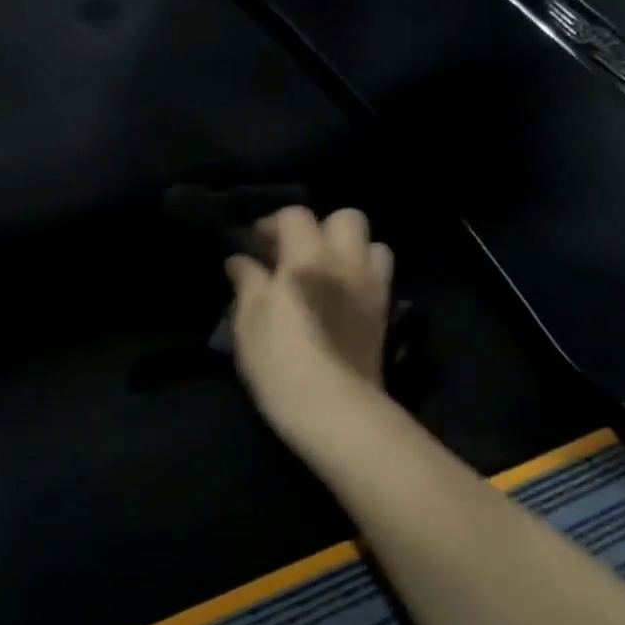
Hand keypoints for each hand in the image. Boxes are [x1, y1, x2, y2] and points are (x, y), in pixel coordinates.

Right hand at [225, 207, 392, 441]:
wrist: (333, 409)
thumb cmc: (280, 361)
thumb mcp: (248, 320)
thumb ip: (247, 282)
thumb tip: (239, 260)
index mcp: (307, 258)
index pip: (295, 215)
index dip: (272, 224)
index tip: (254, 245)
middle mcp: (346, 262)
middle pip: (346, 218)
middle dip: (320, 228)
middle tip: (295, 254)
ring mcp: (372, 288)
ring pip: (372, 245)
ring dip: (348, 250)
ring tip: (325, 273)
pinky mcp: (384, 315)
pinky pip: (378, 278)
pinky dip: (361, 277)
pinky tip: (339, 299)